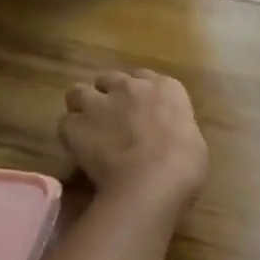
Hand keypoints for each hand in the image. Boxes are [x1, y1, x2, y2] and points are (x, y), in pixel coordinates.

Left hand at [60, 70, 207, 207]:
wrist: (152, 181)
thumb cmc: (185, 165)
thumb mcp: (192, 140)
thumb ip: (173, 129)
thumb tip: (164, 136)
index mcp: (166, 88)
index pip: (146, 78)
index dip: (141, 95)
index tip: (141, 111)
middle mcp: (130, 87)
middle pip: (109, 79)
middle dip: (110, 95)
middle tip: (114, 119)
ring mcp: (99, 103)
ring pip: (79, 92)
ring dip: (83, 107)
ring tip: (90, 130)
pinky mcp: (74, 125)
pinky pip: (67, 123)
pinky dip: (72, 135)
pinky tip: (81, 151)